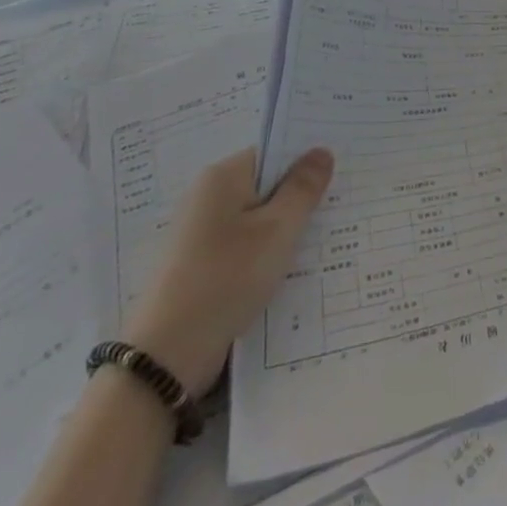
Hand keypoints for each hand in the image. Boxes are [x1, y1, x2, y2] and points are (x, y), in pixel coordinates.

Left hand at [121, 147, 333, 396]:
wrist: (167, 354)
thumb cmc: (227, 277)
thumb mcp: (279, 229)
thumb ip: (303, 188)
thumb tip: (321, 151)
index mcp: (222, 177)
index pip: (273, 152)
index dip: (306, 161)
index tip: (339, 176)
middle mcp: (206, 197)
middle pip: (266, 185)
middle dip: (299, 197)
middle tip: (339, 208)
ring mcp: (200, 233)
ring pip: (257, 219)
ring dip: (285, 229)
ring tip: (322, 241)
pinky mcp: (199, 265)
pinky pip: (244, 245)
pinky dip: (266, 253)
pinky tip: (289, 270)